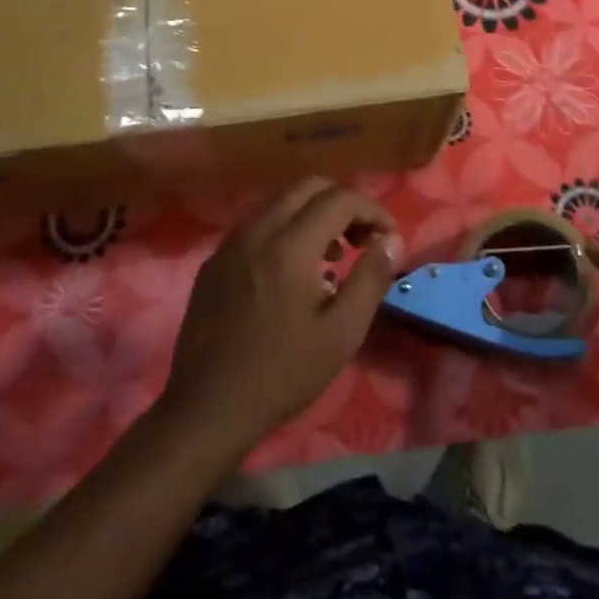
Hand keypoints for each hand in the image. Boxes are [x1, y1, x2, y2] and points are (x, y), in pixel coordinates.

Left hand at [162, 179, 402, 456]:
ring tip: (332, 258)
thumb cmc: (282, 374)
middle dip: (342, 204)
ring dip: (313, 215)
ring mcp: (229, 245)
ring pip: (280, 203)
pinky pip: (257, 227)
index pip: (338, 199)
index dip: (371, 210)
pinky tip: (293, 274)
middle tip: (361, 240)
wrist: (206, 410)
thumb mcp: (341, 333)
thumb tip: (392, 240)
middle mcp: (256, 232)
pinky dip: (285, 231)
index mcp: (289, 247)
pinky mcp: (213, 263)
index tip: (386, 237)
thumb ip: (371, 279)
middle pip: (307, 188)